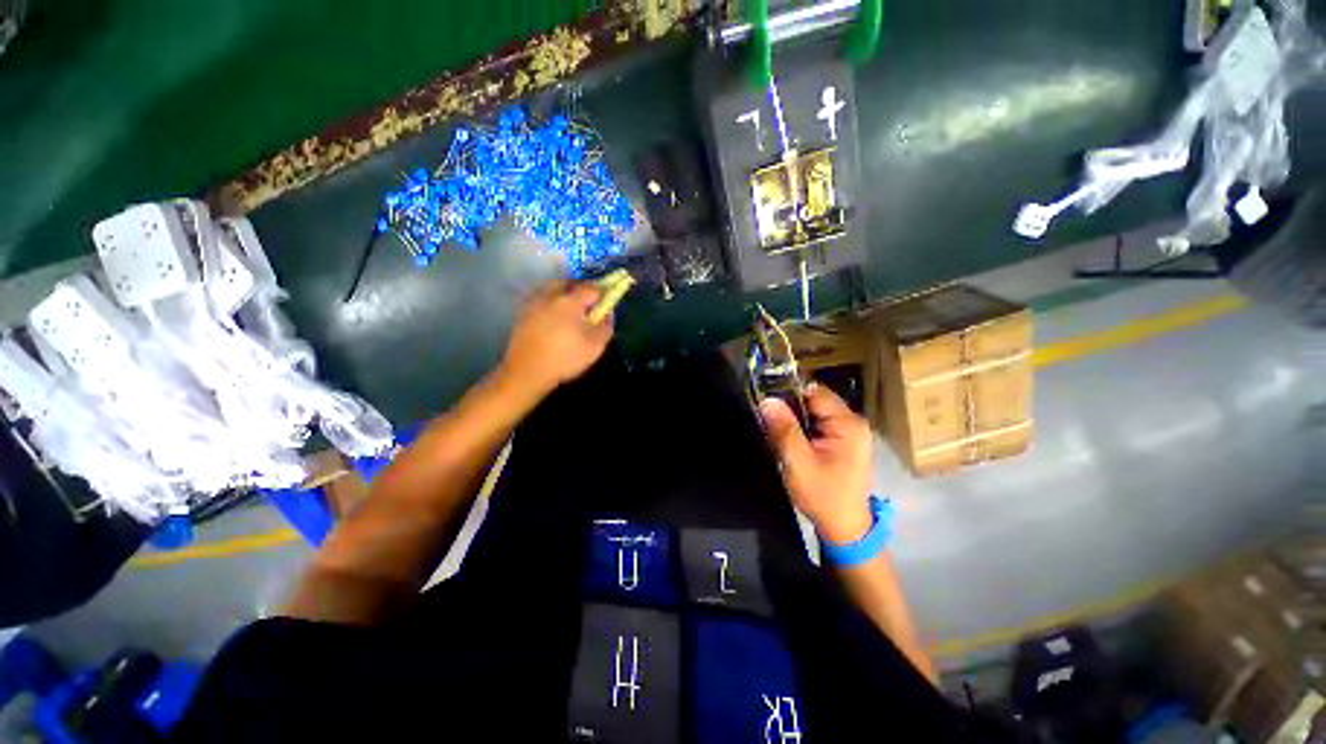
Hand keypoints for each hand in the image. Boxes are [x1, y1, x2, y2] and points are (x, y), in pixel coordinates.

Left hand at [501, 281, 612, 395]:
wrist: (527, 372)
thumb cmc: (566, 357)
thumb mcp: (595, 346)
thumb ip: (605, 326)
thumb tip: (608, 312)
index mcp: (570, 301)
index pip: (590, 288)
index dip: (601, 293)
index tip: (606, 301)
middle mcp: (550, 296)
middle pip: (566, 283)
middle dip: (578, 289)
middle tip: (586, 304)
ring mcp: (533, 304)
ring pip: (550, 291)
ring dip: (561, 296)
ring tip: (568, 312)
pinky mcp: (522, 315)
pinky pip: (540, 302)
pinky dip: (548, 306)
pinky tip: (552, 321)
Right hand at [760, 384, 874, 543]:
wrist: (844, 528)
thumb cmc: (823, 496)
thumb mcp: (798, 463)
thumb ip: (784, 429)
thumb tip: (767, 400)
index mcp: (848, 424)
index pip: (814, 392)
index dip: (788, 393)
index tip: (766, 401)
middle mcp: (853, 422)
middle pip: (814, 400)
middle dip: (789, 408)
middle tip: (768, 421)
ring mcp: (850, 432)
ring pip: (814, 412)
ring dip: (794, 420)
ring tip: (777, 433)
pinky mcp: (843, 442)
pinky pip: (817, 424)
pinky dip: (801, 429)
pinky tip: (790, 442)